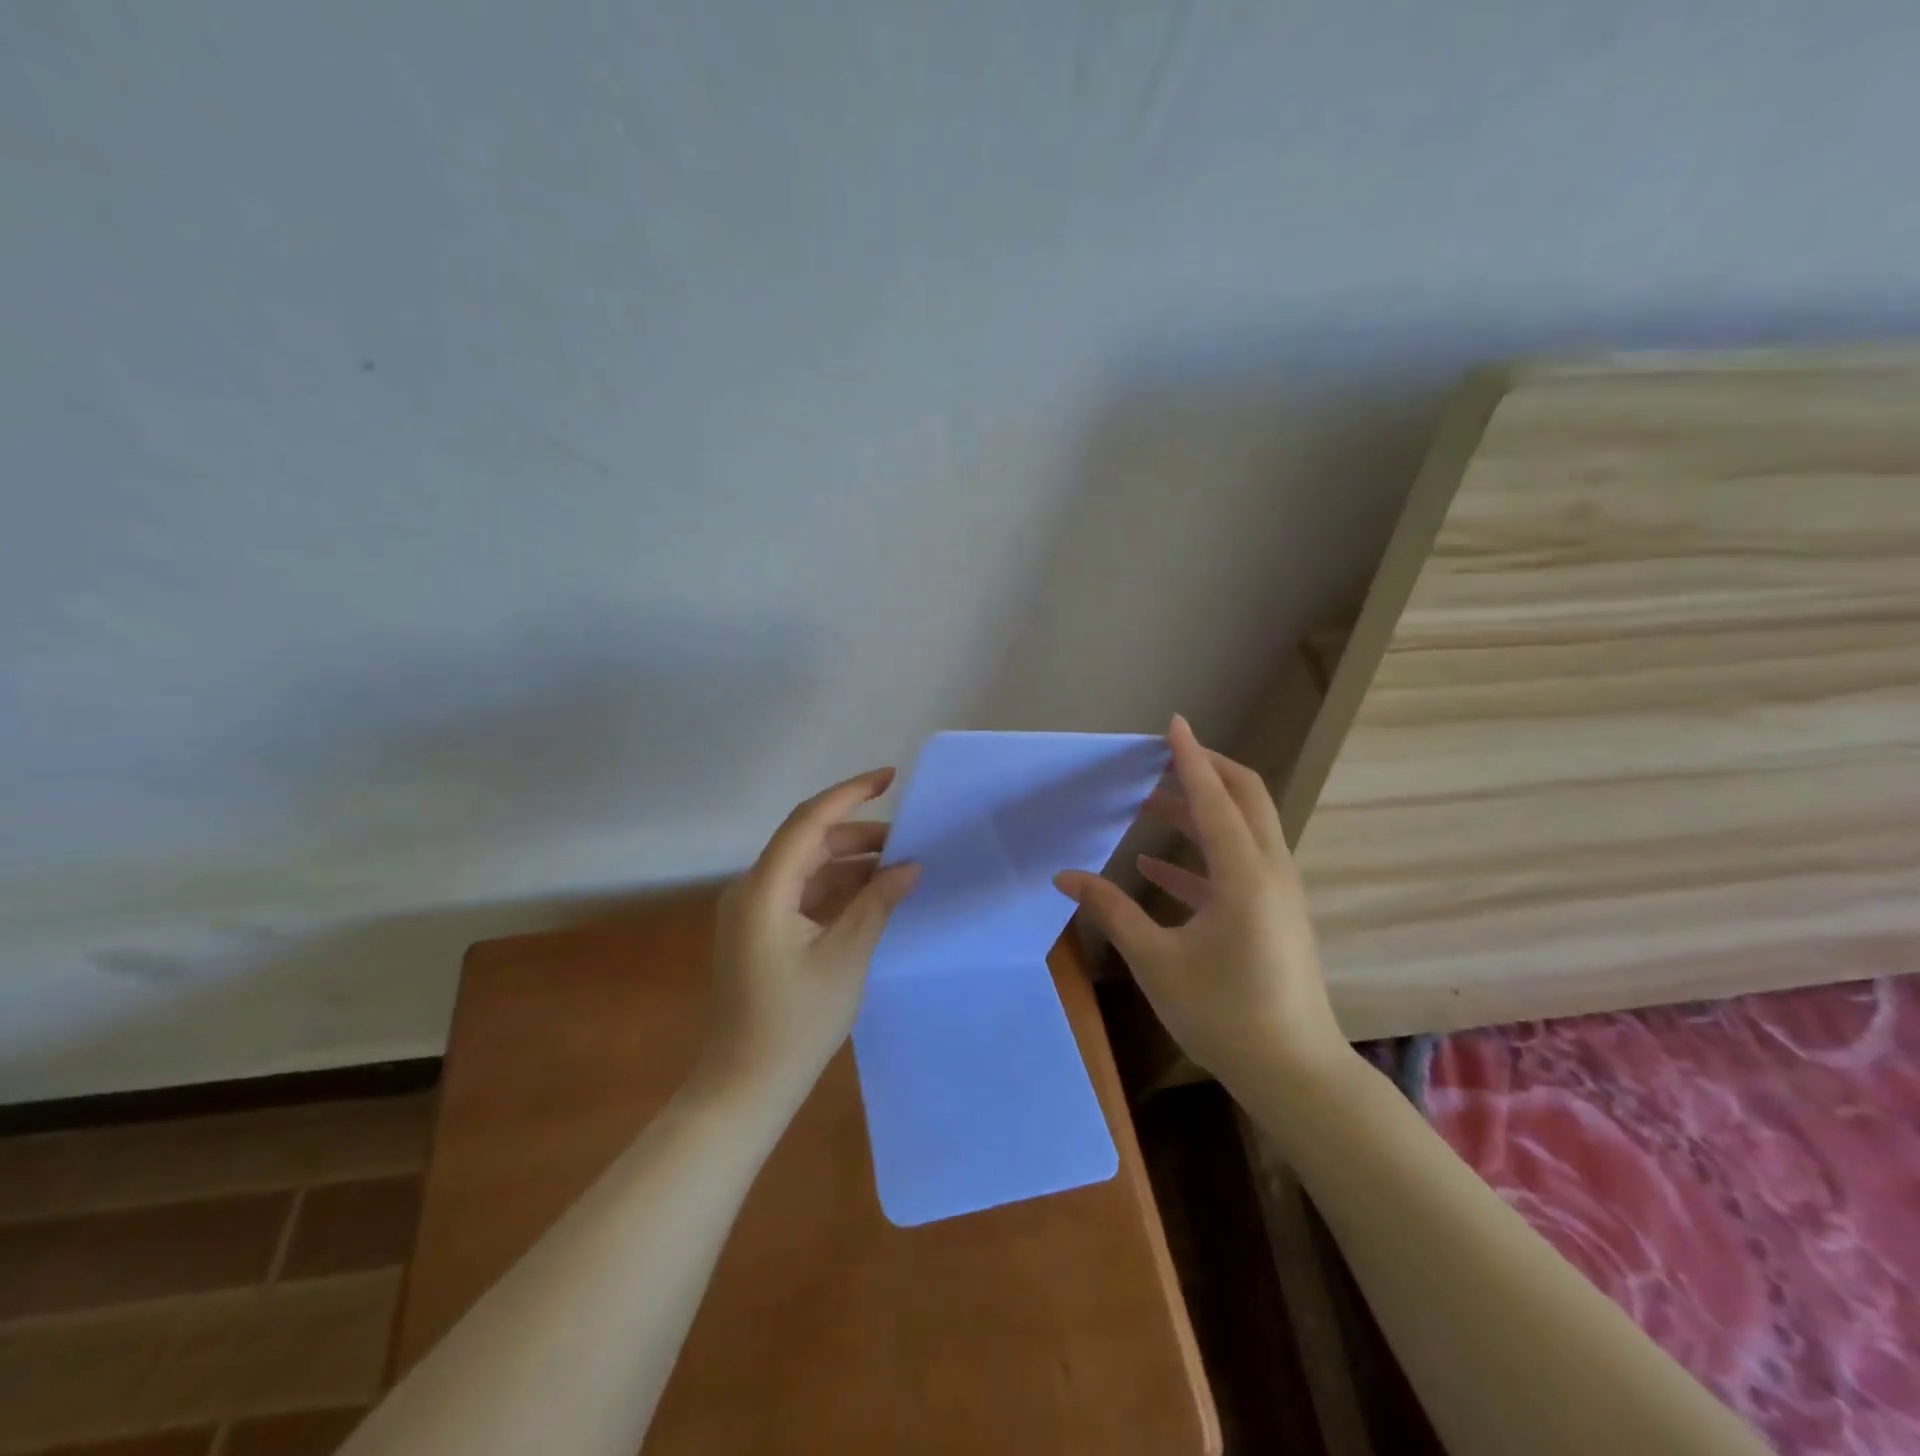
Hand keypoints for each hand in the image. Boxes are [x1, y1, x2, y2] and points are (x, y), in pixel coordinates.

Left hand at [699, 768, 919, 1106]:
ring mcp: (754, 912)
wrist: (745, 1087)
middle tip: (908, 841)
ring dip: (851, 864)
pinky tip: (873, 896)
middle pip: (808, 842)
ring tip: (899, 868)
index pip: (809, 821)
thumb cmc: (796, 1024)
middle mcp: (753, 889)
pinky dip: (837, 889)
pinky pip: (803, 894)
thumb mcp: (846, 958)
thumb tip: (910, 865)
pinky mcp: (762, 931)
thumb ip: (877, 903)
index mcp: (765, 890)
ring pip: (808, 867)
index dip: (850, 793)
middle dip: (859, 835)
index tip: (891, 778)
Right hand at [1054, 715, 1350, 1100]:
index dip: (1189, 758)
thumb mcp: (1157, 961)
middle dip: (1206, 770)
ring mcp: (1277, 892)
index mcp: (1244, 874)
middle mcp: (1269, 871)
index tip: (1171, 724)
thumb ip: (1111, 911)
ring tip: (1149, 803)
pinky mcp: (1273, 914)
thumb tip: (1064, 877)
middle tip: (1163, 757)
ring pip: (1243, 829)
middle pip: (1246, 797)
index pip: (1213, 797)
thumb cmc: (1223, 1014)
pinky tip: (1155, 866)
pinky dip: (1200, 855)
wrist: (1294, 1073)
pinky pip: (1237, 866)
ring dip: (1200, 810)